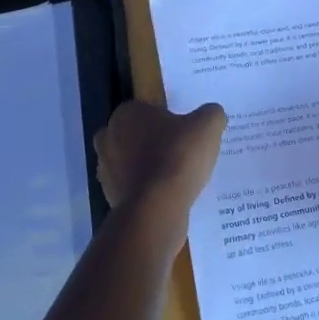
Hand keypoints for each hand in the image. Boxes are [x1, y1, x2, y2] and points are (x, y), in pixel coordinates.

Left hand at [93, 99, 226, 226]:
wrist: (157, 209)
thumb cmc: (178, 157)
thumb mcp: (207, 126)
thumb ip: (211, 114)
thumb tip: (212, 114)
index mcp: (126, 113)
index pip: (147, 110)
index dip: (168, 120)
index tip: (185, 133)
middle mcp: (108, 137)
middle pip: (135, 135)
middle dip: (154, 143)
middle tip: (181, 153)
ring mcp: (105, 169)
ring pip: (131, 163)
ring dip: (149, 168)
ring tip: (178, 178)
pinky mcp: (109, 197)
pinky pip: (133, 188)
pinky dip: (147, 191)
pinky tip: (169, 197)